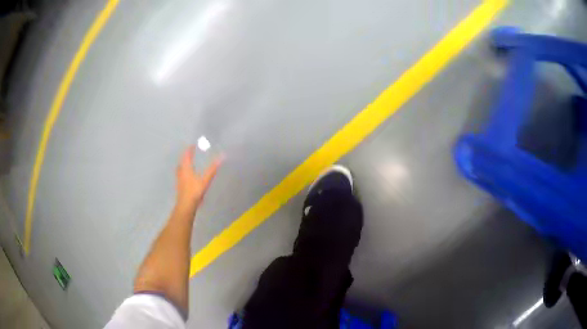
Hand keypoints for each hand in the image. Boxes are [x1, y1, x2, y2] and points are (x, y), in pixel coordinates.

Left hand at [176, 146, 222, 205]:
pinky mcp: (180, 186)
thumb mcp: (205, 180)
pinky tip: (187, 175)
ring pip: (180, 168)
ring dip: (184, 163)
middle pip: (182, 161)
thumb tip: (222, 157)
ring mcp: (179, 179)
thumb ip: (212, 169)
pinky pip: (181, 174)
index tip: (192, 145)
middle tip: (190, 152)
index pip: (186, 155)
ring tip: (188, 162)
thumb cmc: (194, 191)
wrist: (186, 205)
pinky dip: (184, 171)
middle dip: (186, 156)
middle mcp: (181, 172)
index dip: (189, 150)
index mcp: (186, 168)